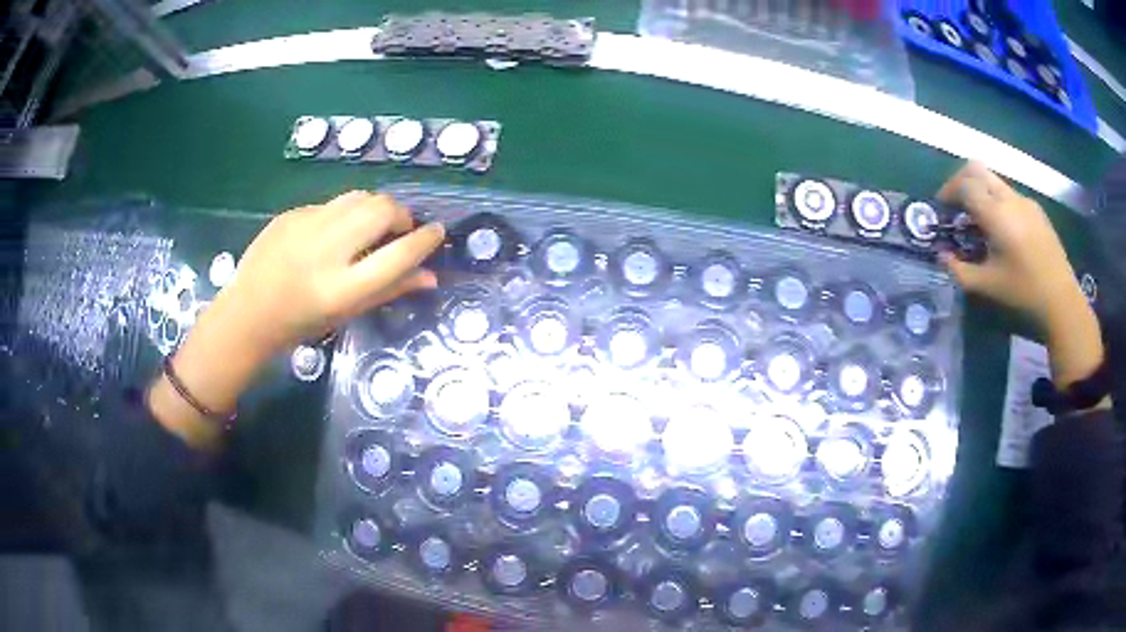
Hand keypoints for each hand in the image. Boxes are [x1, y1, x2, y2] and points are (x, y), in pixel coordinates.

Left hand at [220, 190, 444, 352]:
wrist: (248, 313)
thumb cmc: (301, 323)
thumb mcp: (347, 312)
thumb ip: (390, 290)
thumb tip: (431, 276)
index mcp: (342, 287)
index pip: (398, 254)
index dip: (425, 240)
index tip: (437, 233)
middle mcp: (327, 250)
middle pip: (382, 210)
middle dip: (401, 215)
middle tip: (399, 230)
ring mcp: (306, 226)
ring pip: (360, 197)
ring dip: (375, 208)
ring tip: (369, 228)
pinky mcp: (291, 213)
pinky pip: (332, 204)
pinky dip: (344, 215)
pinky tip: (332, 235)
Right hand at [937, 162, 1081, 328]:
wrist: (1061, 298)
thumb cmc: (1024, 292)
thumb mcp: (988, 286)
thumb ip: (960, 270)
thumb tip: (942, 257)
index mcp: (996, 214)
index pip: (964, 185)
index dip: (948, 192)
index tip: (942, 209)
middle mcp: (1008, 198)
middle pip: (976, 169)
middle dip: (960, 182)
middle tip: (956, 206)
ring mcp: (1024, 200)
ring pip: (993, 180)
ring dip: (980, 192)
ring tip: (979, 222)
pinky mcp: (1035, 209)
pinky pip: (1009, 194)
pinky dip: (997, 202)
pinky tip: (1003, 231)